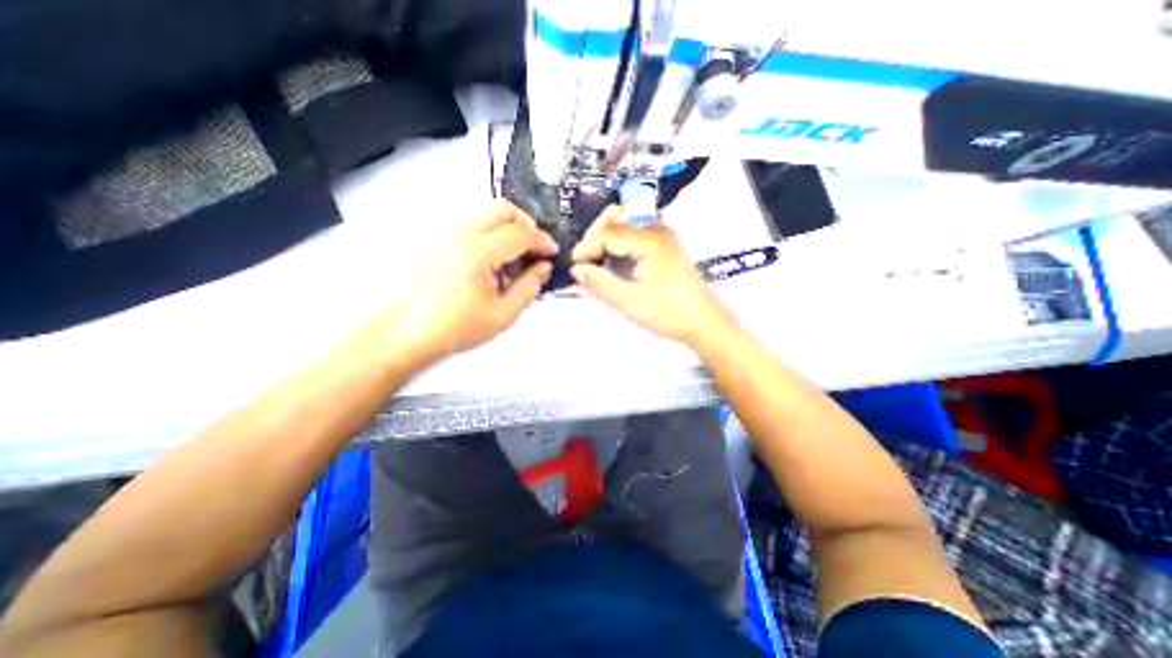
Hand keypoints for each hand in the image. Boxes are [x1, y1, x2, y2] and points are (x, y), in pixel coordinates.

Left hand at [377, 199, 555, 364]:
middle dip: (526, 223)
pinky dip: (489, 233)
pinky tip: (491, 262)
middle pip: (502, 208)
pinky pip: (471, 224)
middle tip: (534, 248)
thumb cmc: (454, 328)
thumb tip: (543, 268)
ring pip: (485, 212)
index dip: (542, 240)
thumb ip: (529, 287)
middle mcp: (459, 235)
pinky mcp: (437, 240)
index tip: (552, 251)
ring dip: (507, 228)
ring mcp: (445, 234)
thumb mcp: (503, 314)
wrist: (409, 333)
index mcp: (477, 254)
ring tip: (512, 260)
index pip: (520, 233)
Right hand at [569, 209, 729, 345]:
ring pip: (627, 222)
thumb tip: (577, 269)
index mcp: (649, 239)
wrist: (703, 322)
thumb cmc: (668, 313)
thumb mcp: (629, 302)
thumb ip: (600, 284)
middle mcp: (657, 229)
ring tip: (598, 260)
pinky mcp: (666, 246)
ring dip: (608, 236)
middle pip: (618, 216)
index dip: (587, 247)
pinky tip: (615, 263)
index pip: (608, 233)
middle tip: (586, 260)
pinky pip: (636, 233)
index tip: (575, 266)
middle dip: (596, 235)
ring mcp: (663, 236)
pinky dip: (621, 242)